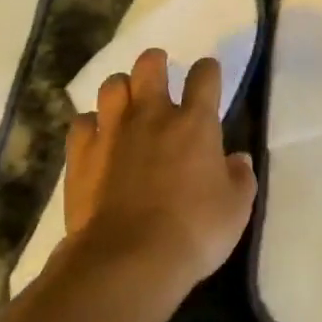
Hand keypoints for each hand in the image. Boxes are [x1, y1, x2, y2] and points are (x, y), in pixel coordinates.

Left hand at [61, 49, 256, 294]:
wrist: (127, 259)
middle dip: (155, 62)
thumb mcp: (235, 209)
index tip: (209, 75)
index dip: (208, 70)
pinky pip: (82, 123)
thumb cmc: (193, 231)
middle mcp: (152, 115)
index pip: (205, 76)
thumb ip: (240, 178)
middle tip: (159, 71)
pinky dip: (90, 125)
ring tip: (126, 102)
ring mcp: (112, 132)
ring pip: (111, 86)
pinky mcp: (81, 155)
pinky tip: (96, 138)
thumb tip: (238, 159)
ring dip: (121, 89)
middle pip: (149, 66)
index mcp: (195, 122)